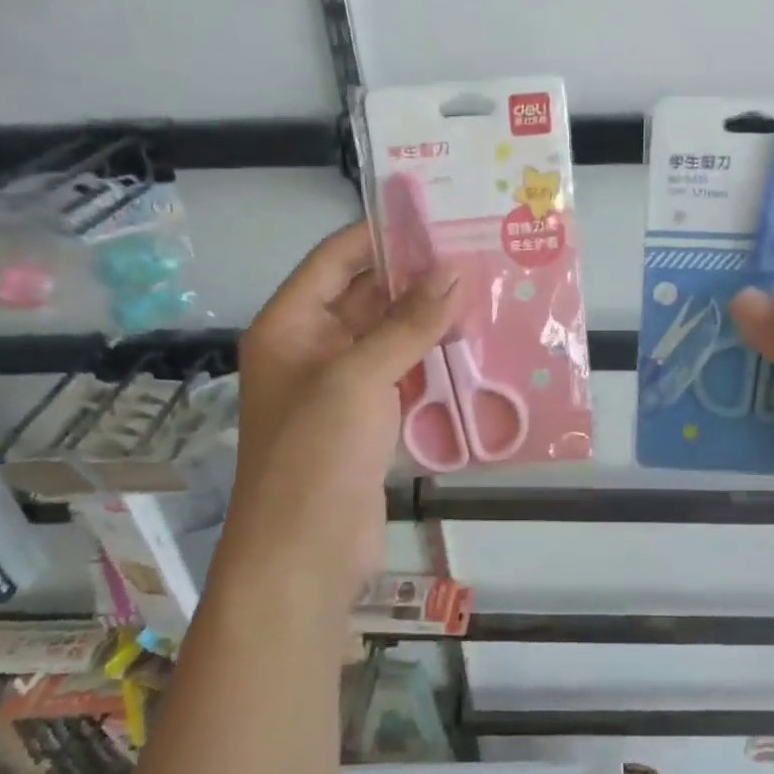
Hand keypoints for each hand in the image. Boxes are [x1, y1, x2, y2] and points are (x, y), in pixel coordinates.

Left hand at [217, 223, 458, 608]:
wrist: (304, 555)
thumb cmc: (316, 454)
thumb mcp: (359, 377)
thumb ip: (408, 323)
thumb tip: (454, 271)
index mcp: (291, 326)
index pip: (336, 260)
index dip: (381, 235)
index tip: (435, 218)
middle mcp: (312, 348)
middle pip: (365, 296)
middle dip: (415, 276)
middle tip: (473, 252)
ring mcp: (341, 386)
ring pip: (388, 336)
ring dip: (428, 318)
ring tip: (483, 291)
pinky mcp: (367, 419)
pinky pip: (402, 374)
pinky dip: (431, 359)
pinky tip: (473, 345)